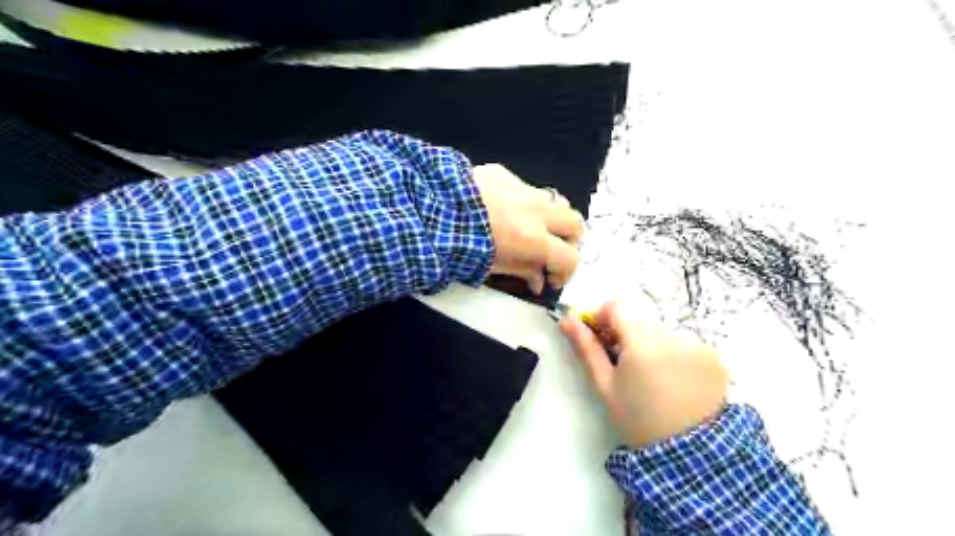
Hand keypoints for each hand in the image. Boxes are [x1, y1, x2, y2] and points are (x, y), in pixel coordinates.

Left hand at [473, 164, 586, 295]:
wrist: (429, 210)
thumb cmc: (460, 246)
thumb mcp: (493, 266)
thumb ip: (523, 271)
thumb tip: (538, 281)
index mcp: (534, 239)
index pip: (570, 257)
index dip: (565, 272)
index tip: (551, 279)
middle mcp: (536, 211)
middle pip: (574, 223)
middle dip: (569, 241)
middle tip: (551, 252)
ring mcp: (522, 188)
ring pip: (556, 200)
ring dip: (552, 218)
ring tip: (534, 229)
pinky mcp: (503, 173)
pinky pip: (526, 188)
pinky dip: (524, 203)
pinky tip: (503, 210)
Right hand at [556, 299, 727, 450]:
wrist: (689, 454)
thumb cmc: (637, 418)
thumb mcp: (605, 385)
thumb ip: (586, 347)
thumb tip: (566, 319)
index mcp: (645, 343)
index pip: (619, 305)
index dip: (603, 315)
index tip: (600, 337)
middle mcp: (675, 336)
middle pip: (640, 318)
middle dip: (626, 332)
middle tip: (622, 362)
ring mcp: (699, 345)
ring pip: (660, 330)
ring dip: (650, 343)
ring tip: (650, 376)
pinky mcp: (714, 356)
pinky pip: (683, 342)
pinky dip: (672, 353)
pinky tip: (672, 380)